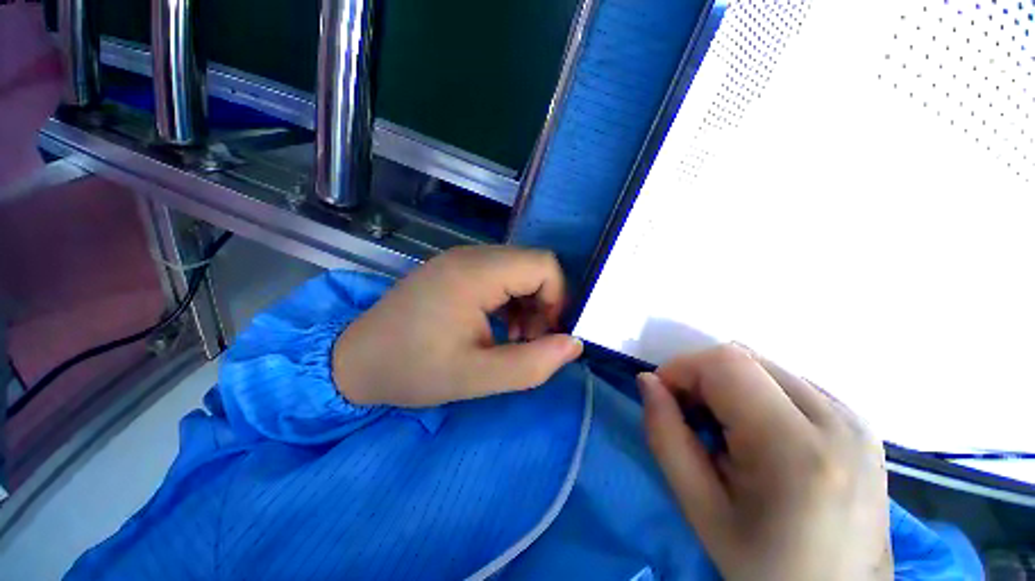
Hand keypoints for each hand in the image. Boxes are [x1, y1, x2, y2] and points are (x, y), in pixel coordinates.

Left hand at [332, 246, 583, 407]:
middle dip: (545, 302)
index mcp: (475, 273)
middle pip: (533, 265)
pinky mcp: (455, 269)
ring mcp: (461, 259)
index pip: (544, 265)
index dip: (559, 298)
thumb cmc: (412, 369)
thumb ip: (532, 364)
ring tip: (514, 337)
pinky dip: (511, 299)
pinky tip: (499, 326)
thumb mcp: (477, 377)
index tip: (548, 334)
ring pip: (518, 270)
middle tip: (530, 340)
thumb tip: (574, 344)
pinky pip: (500, 275)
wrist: (355, 361)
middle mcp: (470, 256)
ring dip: (528, 302)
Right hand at [639, 345, 890, 580]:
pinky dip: (758, 395)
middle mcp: (836, 420)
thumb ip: (664, 437)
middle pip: (745, 358)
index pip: (725, 363)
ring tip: (726, 430)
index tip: (665, 397)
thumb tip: (648, 381)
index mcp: (795, 448)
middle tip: (692, 418)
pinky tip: (760, 435)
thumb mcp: (699, 508)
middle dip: (702, 377)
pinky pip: (790, 384)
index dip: (682, 368)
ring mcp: (854, 419)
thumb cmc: (764, 567)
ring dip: (729, 386)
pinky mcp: (859, 423)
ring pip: (765, 367)